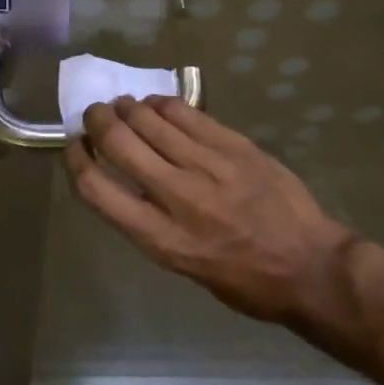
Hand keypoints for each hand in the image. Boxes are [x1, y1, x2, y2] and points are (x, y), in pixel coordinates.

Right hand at [65, 97, 355, 328]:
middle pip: (118, 142)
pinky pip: (184, 112)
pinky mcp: (233, 144)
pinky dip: (161, 104)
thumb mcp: (182, 265)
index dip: (75, 160)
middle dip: (96, 121)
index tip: (73, 146)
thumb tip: (123, 178)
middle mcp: (178, 196)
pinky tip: (157, 106)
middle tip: (95, 116)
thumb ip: (148, 221)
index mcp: (160, 238)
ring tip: (125, 107)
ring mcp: (208, 165)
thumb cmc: (243, 280)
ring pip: (149, 119)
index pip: (96, 189)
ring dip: (127, 108)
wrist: (310, 266)